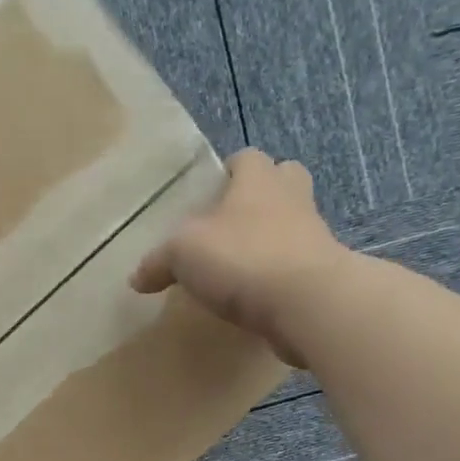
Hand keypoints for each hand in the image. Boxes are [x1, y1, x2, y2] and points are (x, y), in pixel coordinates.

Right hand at [132, 148, 344, 366]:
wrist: (307, 302)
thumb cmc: (243, 257)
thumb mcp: (182, 254)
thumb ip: (158, 262)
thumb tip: (136, 278)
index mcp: (258, 180)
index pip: (247, 158)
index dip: (230, 170)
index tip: (213, 191)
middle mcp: (292, 199)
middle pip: (283, 181)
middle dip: (263, 195)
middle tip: (233, 222)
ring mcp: (314, 237)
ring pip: (294, 225)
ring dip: (273, 239)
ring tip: (242, 265)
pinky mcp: (323, 275)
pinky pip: (298, 267)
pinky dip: (280, 277)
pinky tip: (258, 298)